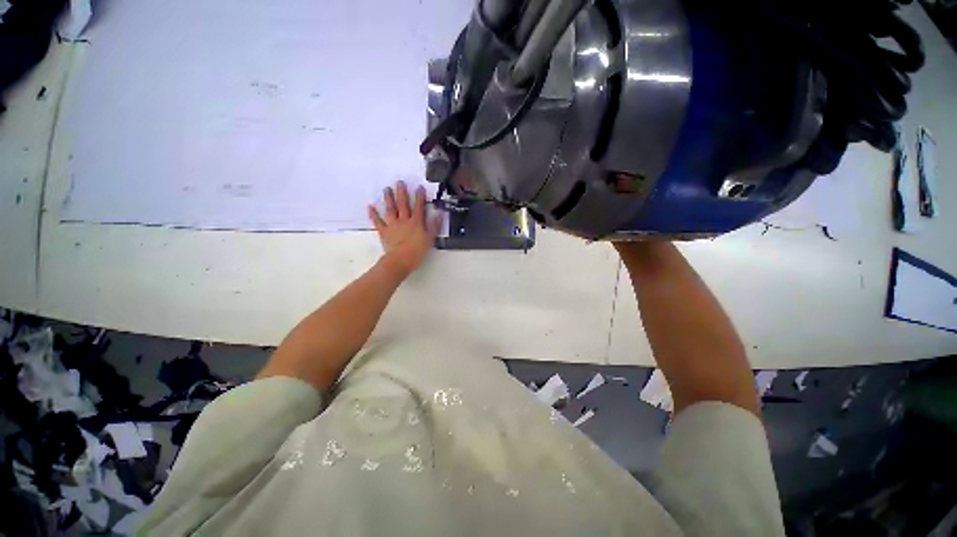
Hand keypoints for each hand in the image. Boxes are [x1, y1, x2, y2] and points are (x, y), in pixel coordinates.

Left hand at [368, 181, 441, 277]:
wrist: (401, 260)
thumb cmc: (417, 251)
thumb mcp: (430, 239)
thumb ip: (434, 226)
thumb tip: (438, 215)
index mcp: (416, 222)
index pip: (419, 207)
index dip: (420, 197)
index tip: (419, 187)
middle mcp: (404, 221)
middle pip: (403, 204)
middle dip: (402, 193)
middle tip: (399, 182)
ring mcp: (393, 225)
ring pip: (391, 209)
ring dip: (389, 199)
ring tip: (387, 189)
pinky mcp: (384, 231)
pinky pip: (378, 221)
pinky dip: (373, 214)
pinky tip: (370, 206)